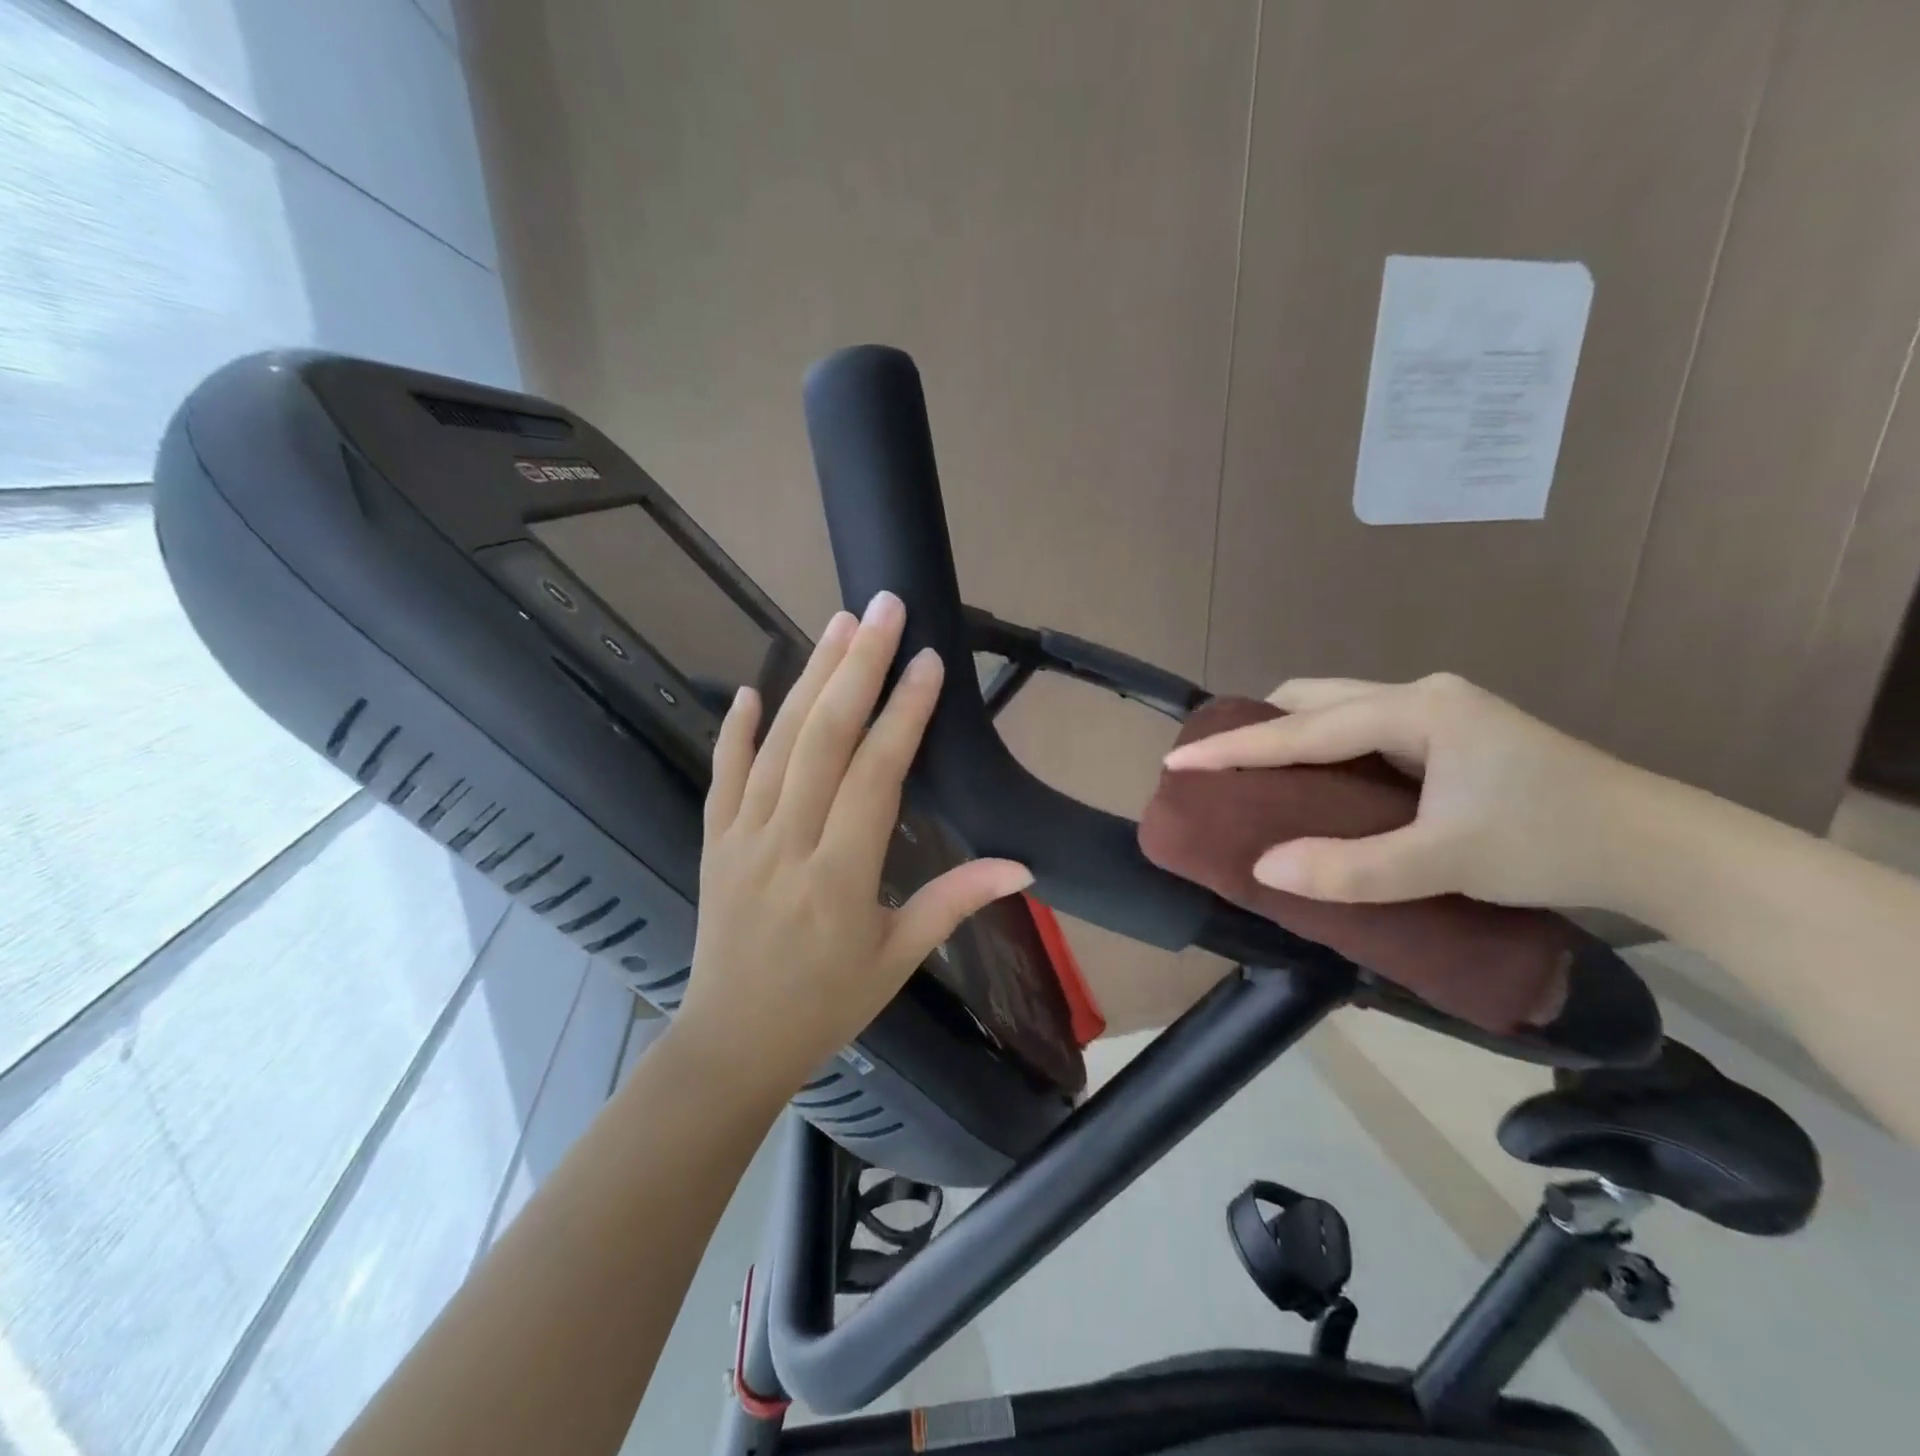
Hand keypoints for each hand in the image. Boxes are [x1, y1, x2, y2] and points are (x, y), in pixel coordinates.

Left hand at [674, 592, 1031, 1100]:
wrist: (733, 1043)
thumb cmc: (826, 1004)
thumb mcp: (899, 958)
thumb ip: (955, 901)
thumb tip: (1022, 866)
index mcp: (840, 876)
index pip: (876, 775)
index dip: (905, 714)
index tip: (927, 661)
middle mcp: (787, 843)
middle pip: (823, 739)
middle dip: (856, 666)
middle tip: (881, 608)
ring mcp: (741, 838)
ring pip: (777, 744)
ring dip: (808, 679)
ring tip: (836, 625)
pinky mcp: (712, 842)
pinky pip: (722, 776)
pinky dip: (735, 731)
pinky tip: (751, 690)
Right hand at [1162, 673, 1642, 909]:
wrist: (1664, 848)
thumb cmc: (1555, 843)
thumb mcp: (1447, 861)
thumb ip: (1353, 868)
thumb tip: (1264, 870)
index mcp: (1416, 709)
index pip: (1303, 728)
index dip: (1236, 747)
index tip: (1178, 759)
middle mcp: (1421, 696)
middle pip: (1314, 699)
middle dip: (1260, 727)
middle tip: (1221, 768)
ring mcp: (1439, 711)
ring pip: (1338, 710)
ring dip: (1292, 736)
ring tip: (1258, 775)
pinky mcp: (1450, 734)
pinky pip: (1361, 729)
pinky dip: (1324, 749)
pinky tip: (1318, 781)